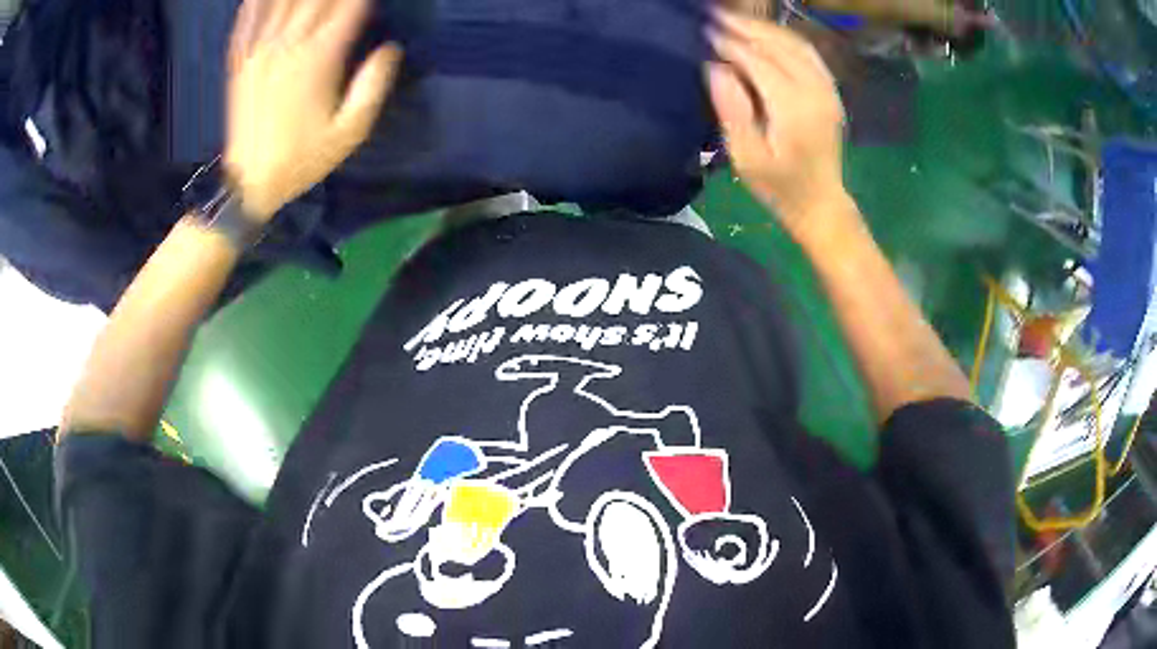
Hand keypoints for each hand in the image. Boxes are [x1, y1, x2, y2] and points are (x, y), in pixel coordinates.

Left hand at [225, 0, 401, 219]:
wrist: (249, 184)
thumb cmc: (302, 159)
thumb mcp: (349, 132)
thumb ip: (372, 87)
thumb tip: (390, 51)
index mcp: (319, 60)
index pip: (348, 8)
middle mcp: (288, 46)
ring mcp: (259, 52)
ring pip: (281, 3)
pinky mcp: (240, 64)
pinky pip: (246, 22)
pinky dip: (254, 3)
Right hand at [708, 13, 848, 234]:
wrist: (821, 203)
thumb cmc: (779, 187)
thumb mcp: (747, 158)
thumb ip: (732, 110)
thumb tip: (715, 67)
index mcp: (794, 109)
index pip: (758, 62)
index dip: (730, 45)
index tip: (705, 33)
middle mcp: (815, 92)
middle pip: (779, 46)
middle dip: (746, 28)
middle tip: (715, 16)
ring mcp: (828, 91)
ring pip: (796, 45)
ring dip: (765, 28)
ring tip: (736, 20)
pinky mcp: (830, 92)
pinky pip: (809, 54)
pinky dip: (786, 38)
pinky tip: (767, 35)